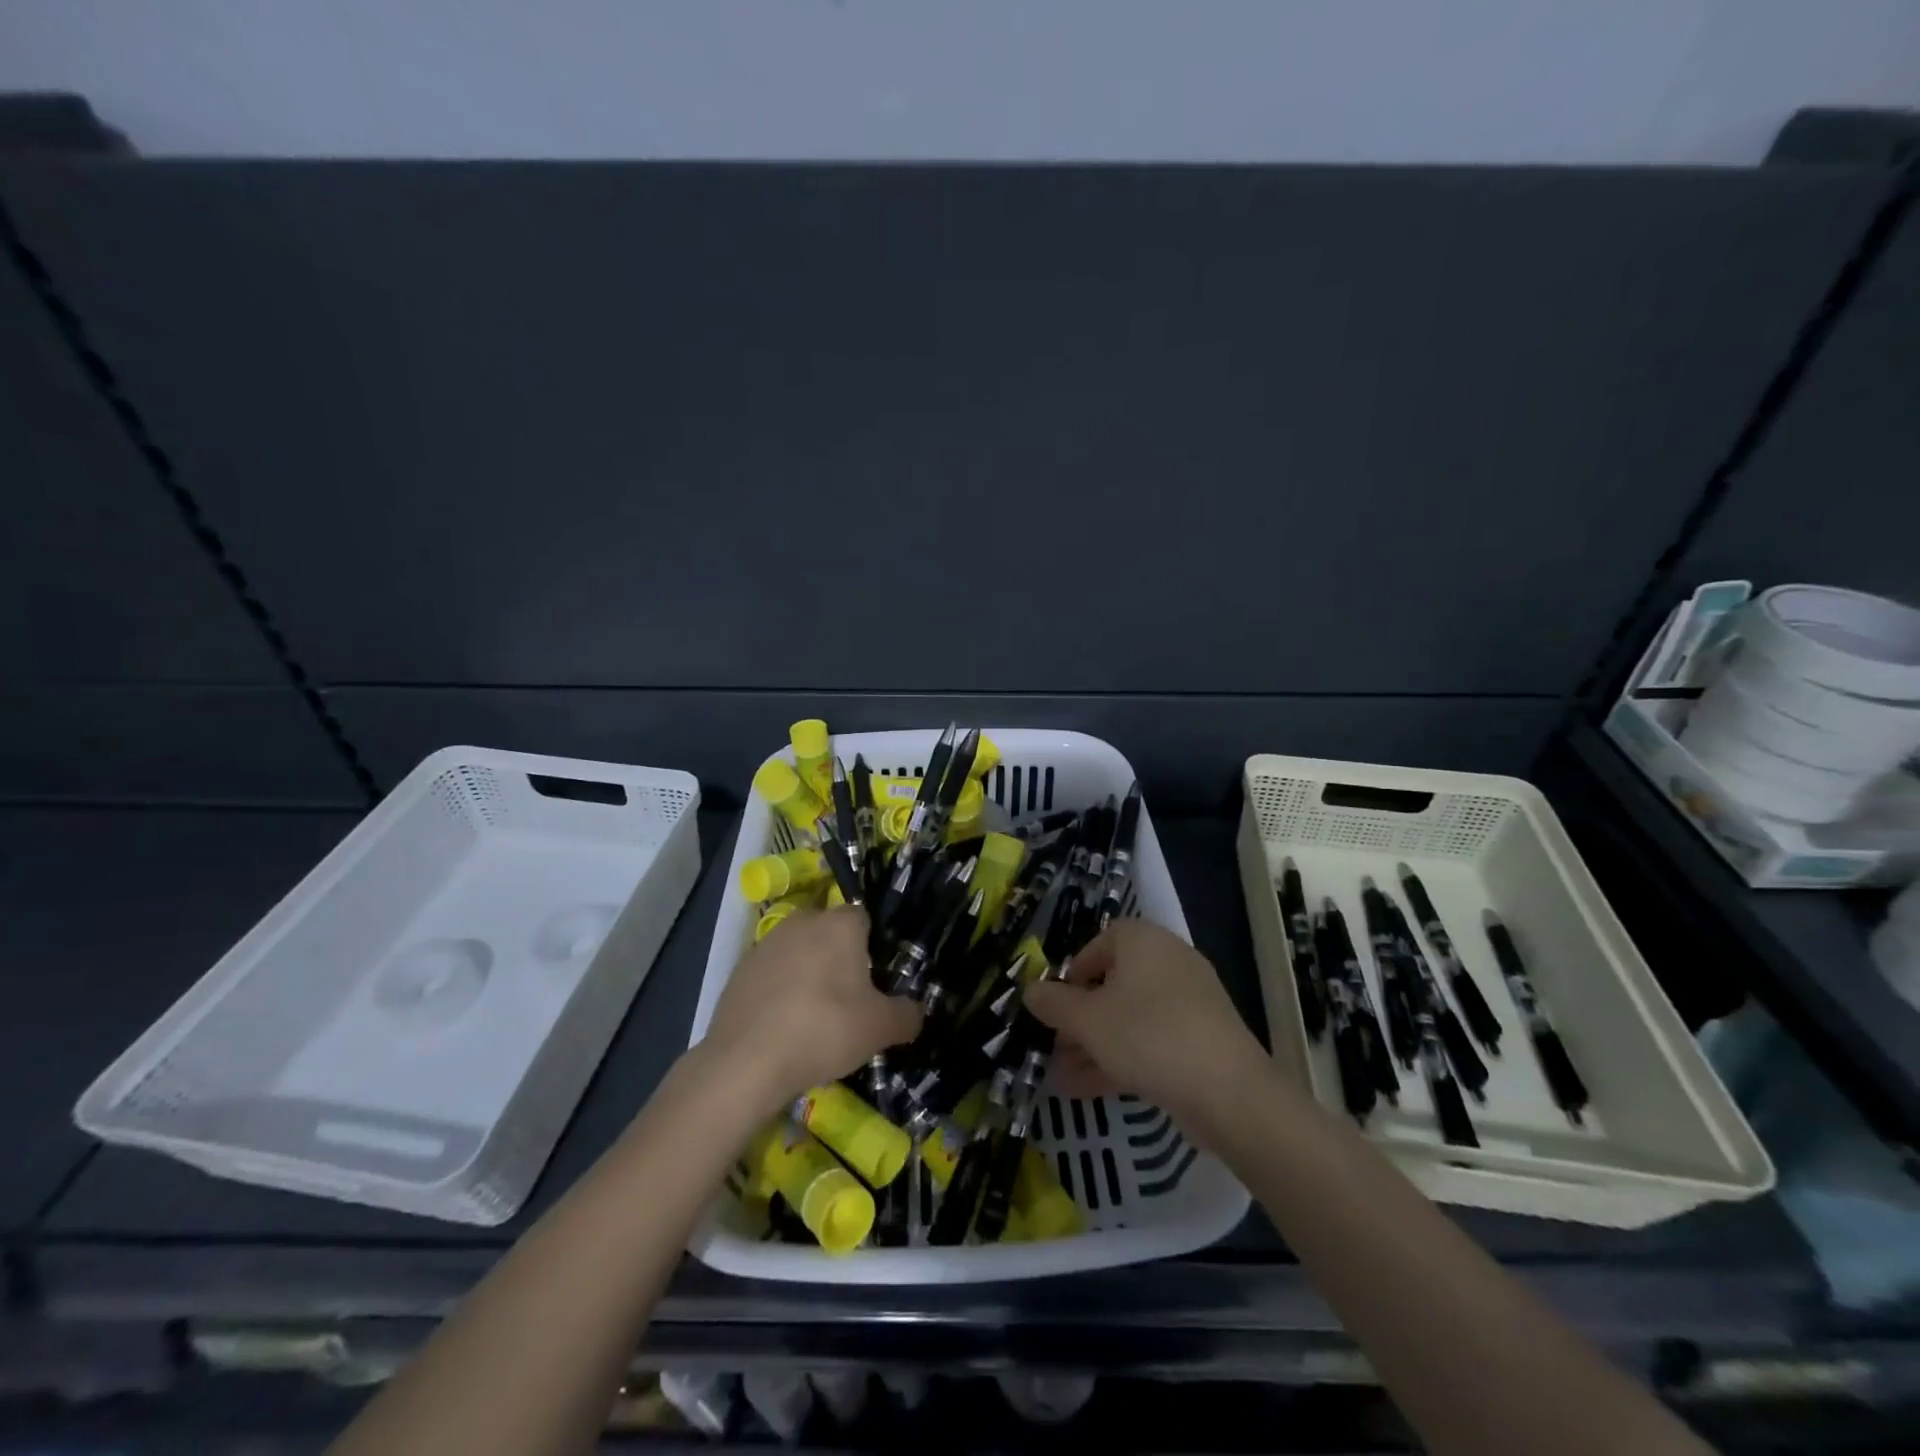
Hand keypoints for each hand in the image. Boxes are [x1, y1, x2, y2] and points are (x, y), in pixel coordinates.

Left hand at [699, 906, 920, 1108]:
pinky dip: (781, 990)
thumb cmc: (824, 1030)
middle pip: (830, 932)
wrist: (746, 1062)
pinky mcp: (740, 968)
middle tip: (849, 999)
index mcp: (840, 924)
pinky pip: (773, 973)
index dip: (873, 947)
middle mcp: (803, 921)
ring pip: (800, 951)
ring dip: (809, 972)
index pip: (864, 919)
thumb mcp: (880, 1029)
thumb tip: (917, 1011)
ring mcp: (767, 943)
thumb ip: (907, 1015)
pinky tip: (784, 1024)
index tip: (876, 979)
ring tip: (814, 1016)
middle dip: (840, 958)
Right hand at [1024, 919, 1263, 1136]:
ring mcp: (1190, 1001)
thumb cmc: (1147, 1036)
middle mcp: (1168, 961)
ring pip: (1129, 1018)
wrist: (1229, 1091)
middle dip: (1078, 1020)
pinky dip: (1121, 1058)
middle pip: (1112, 985)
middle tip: (1054, 1047)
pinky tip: (1088, 1090)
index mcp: (1143, 941)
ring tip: (1062, 1078)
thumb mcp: (1087, 1020)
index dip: (1071, 975)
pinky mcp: (1202, 1038)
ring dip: (1094, 1045)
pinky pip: (1151, 1040)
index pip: (1098, 944)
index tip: (1055, 1006)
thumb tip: (1030, 990)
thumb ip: (1054, 1003)